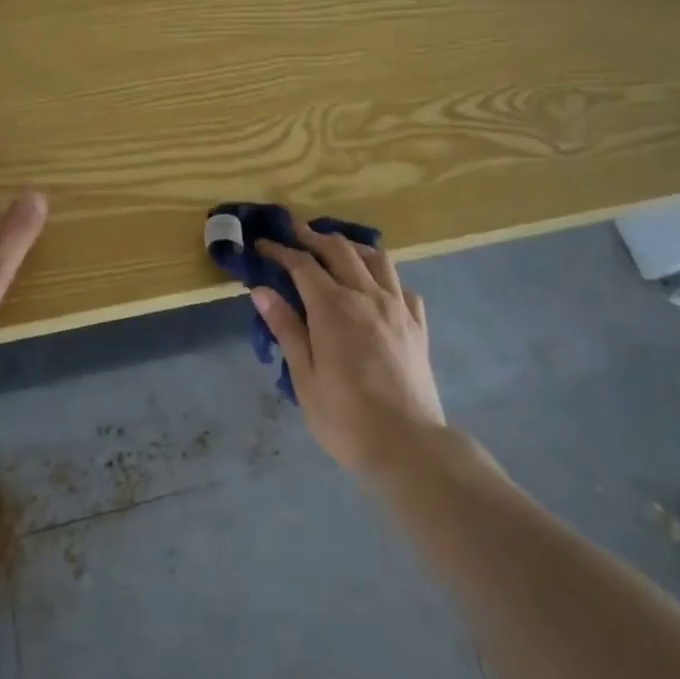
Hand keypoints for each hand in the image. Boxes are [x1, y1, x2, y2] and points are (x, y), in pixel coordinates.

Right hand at [253, 219, 445, 475]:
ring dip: (351, 246)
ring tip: (336, 248)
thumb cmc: (345, 417)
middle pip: (339, 250)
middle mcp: (367, 296)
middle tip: (294, 232)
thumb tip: (261, 291)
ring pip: (376, 258)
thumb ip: (286, 328)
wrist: (408, 446)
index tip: (262, 243)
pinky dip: (384, 277)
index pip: (302, 265)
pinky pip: (402, 286)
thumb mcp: (304, 377)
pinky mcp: (417, 325)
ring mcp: (398, 307)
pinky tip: (376, 287)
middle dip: (313, 236)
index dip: (280, 250)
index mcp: (333, 307)